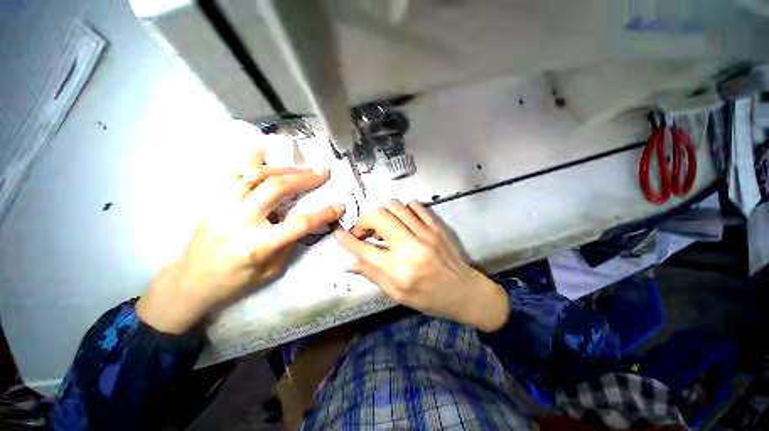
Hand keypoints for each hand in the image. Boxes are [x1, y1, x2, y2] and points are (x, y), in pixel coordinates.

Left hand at [137, 149, 344, 333]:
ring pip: (254, 174)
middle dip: (304, 178)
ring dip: (282, 167)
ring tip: (300, 166)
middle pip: (276, 189)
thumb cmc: (234, 282)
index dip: (324, 213)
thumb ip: (289, 243)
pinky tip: (265, 151)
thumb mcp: (271, 270)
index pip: (299, 223)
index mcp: (258, 245)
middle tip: (323, 171)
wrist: (189, 282)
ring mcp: (221, 206)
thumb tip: (304, 221)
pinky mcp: (211, 200)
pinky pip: (231, 172)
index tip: (340, 206)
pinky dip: (250, 158)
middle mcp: (239, 221)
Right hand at [334, 200, 508, 331]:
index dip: (346, 240)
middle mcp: (410, 247)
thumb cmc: (429, 299)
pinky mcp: (436, 226)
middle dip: (363, 220)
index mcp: (398, 271)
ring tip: (382, 226)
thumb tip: (351, 263)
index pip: (363, 250)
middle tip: (363, 231)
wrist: (465, 292)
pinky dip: (402, 209)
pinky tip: (401, 221)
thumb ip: (373, 275)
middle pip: (378, 217)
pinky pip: (415, 205)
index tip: (338, 234)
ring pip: (394, 206)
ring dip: (382, 213)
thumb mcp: (397, 295)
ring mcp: (425, 233)